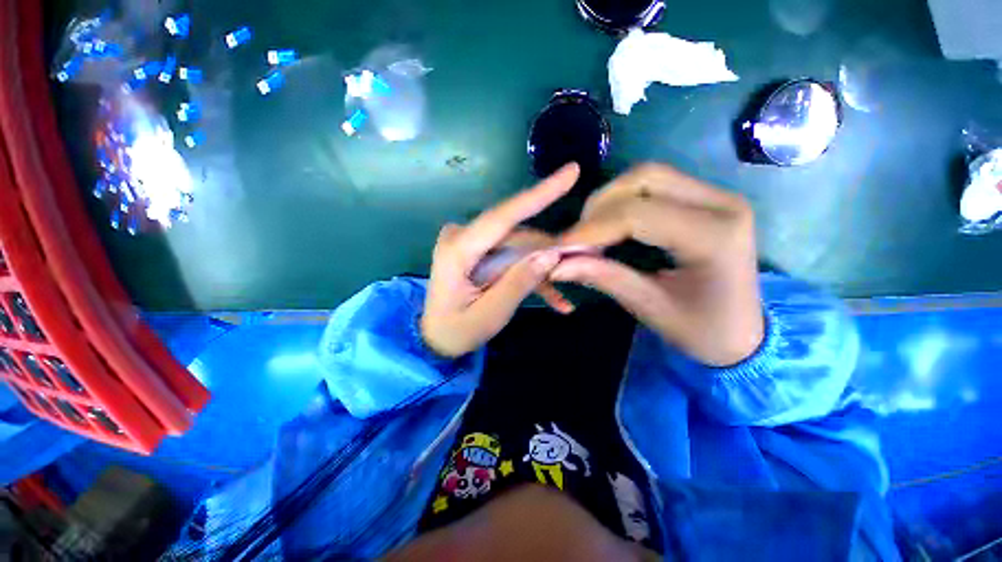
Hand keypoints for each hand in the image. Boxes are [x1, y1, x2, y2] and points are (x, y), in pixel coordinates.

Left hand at [421, 163, 579, 357]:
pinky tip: (555, 298)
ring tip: (565, 292)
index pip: (503, 216)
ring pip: (519, 246)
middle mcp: (463, 238)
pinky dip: (531, 275)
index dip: (538, 194)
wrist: (436, 338)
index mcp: (458, 250)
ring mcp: (471, 244)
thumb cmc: (456, 331)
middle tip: (581, 261)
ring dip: (543, 266)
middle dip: (549, 249)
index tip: (571, 172)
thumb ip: (518, 283)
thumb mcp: (490, 315)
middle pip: (516, 235)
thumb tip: (550, 255)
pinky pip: (511, 257)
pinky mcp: (479, 253)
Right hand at [552, 164, 763, 366]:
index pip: (637, 215)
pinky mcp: (704, 199)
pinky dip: (621, 202)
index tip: (559, 247)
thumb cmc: (701, 330)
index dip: (591, 228)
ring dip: (608, 201)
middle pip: (643, 180)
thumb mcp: (648, 307)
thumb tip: (556, 265)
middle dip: (598, 207)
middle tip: (576, 239)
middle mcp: (721, 203)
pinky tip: (608, 226)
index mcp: (715, 236)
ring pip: (646, 177)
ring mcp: (715, 196)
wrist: (742, 333)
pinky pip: (653, 186)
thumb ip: (603, 277)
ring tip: (589, 233)